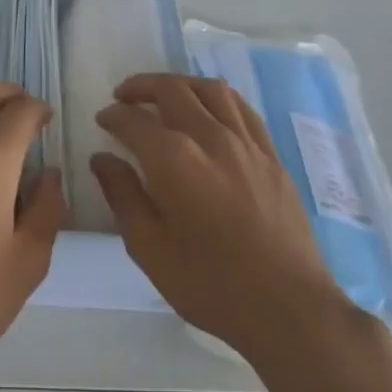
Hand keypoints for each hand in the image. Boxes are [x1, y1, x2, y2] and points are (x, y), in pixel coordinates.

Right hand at [93, 74, 344, 365]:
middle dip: (141, 87)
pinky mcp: (271, 155)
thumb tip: (102, 159)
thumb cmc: (211, 285)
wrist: (288, 308)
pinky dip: (216, 98)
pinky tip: (208, 110)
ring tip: (163, 95)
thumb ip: (123, 196)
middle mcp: (210, 139)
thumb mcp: (150, 249)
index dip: (114, 116)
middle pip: (172, 90)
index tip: (103, 120)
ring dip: (180, 84)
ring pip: (210, 90)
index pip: (135, 121)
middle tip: (123, 98)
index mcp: (175, 161)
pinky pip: (241, 108)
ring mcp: (246, 143)